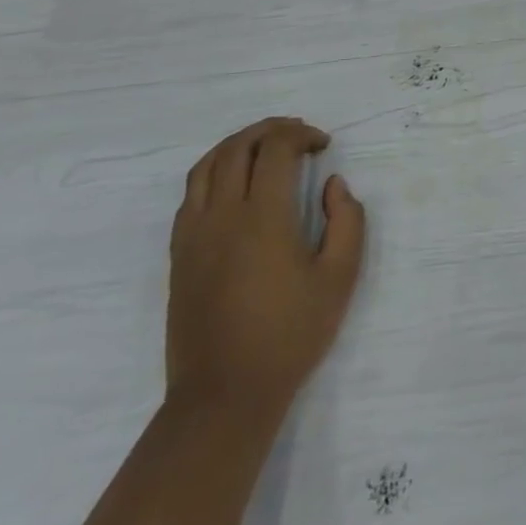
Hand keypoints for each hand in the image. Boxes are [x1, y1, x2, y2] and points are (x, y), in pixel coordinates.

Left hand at [166, 117, 365, 423]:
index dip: (302, 135)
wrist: (224, 395)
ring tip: (266, 147)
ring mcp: (194, 233)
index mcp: (264, 218)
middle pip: (239, 147)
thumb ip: (347, 221)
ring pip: (207, 164)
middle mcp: (223, 215)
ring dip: (239, 144)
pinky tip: (235, 184)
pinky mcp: (179, 253)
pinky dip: (215, 171)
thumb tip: (334, 184)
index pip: (277, 149)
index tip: (324, 146)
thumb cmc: (290, 335)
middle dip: (272, 129)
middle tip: (300, 135)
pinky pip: (191, 193)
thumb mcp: (340, 278)